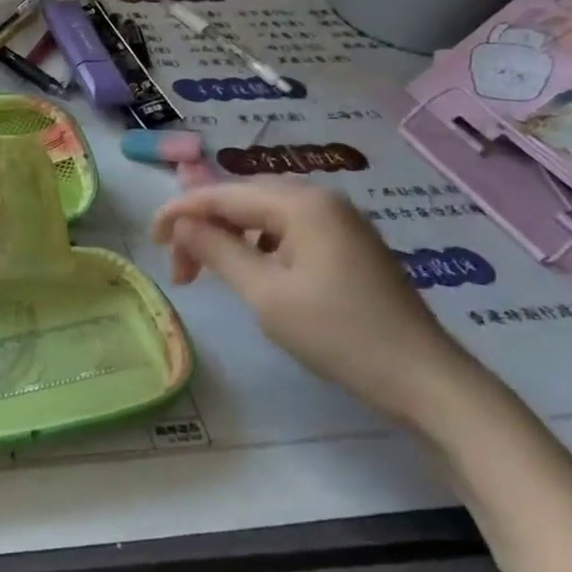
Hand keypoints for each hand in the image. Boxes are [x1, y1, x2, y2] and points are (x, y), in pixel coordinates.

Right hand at [151, 178, 484, 429]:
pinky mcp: (346, 242)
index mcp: (301, 204)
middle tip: (180, 268)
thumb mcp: (265, 294)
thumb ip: (218, 251)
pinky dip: (256, 244)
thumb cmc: (338, 334)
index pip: (222, 195)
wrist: (421, 376)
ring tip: (208, 272)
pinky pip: (286, 228)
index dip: (179, 212)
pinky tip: (251, 271)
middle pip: (242, 198)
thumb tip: (181, 224)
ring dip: (228, 236)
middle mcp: (320, 198)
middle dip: (203, 226)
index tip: (150, 241)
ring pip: (263, 213)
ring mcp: (338, 219)